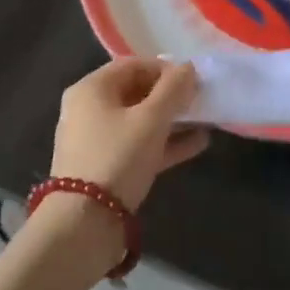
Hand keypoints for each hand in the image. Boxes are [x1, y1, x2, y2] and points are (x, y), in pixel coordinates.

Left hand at [51, 58, 208, 210]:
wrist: (84, 223)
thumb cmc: (117, 157)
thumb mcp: (151, 120)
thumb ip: (173, 90)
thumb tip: (188, 67)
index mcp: (91, 89)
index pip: (132, 65)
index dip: (165, 68)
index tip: (193, 80)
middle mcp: (88, 109)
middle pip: (135, 92)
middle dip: (170, 95)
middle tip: (200, 100)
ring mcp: (95, 140)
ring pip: (138, 121)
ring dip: (171, 120)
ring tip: (205, 120)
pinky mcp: (104, 168)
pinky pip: (138, 145)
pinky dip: (164, 143)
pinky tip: (197, 144)